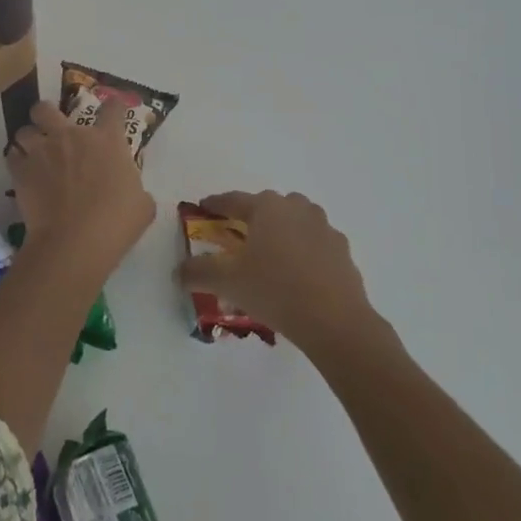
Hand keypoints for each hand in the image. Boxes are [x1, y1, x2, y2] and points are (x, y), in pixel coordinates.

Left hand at [6, 101, 155, 276]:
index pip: (112, 108)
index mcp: (106, 140)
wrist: (74, 242)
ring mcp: (42, 151)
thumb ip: (135, 187)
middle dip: (47, 113)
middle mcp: (71, 136)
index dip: (113, 107)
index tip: (113, 111)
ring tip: (33, 152)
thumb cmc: (116, 223)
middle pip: (48, 108)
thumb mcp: (142, 204)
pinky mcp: (21, 171)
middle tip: (52, 127)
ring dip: (29, 139)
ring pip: (24, 130)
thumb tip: (132, 190)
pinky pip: (12, 156)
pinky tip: (23, 172)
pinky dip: (16, 161)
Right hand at [176, 190, 377, 350]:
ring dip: (280, 232)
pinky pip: (315, 243)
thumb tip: (178, 271)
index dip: (215, 205)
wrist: (334, 320)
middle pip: (267, 207)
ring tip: (269, 257)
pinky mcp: (342, 249)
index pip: (233, 199)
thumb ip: (198, 272)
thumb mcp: (227, 282)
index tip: (203, 208)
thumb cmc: (275, 289)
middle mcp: (296, 207)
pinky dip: (303, 251)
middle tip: (237, 237)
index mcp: (267, 206)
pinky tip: (297, 274)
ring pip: (294, 221)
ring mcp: (323, 226)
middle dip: (251, 218)